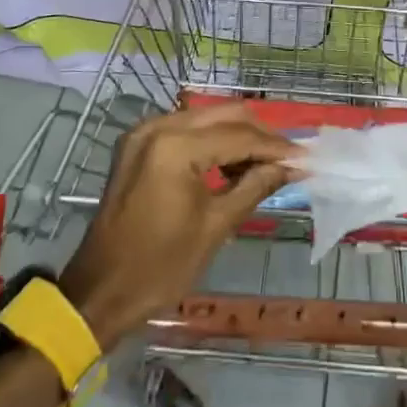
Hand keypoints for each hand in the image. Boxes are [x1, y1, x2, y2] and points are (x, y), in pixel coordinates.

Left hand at [59, 105, 300, 350]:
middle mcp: (159, 127)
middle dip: (259, 134)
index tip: (306, 158)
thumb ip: (255, 185)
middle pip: (224, 115)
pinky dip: (212, 142)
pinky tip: (232, 164)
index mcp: (175, 147)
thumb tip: (292, 166)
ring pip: (206, 118)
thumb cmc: (160, 266)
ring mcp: (144, 132)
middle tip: (289, 157)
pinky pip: (186, 130)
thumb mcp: (215, 226)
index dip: (276, 147)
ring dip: (237, 136)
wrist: (100, 291)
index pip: (239, 136)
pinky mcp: (138, 144)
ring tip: (266, 164)